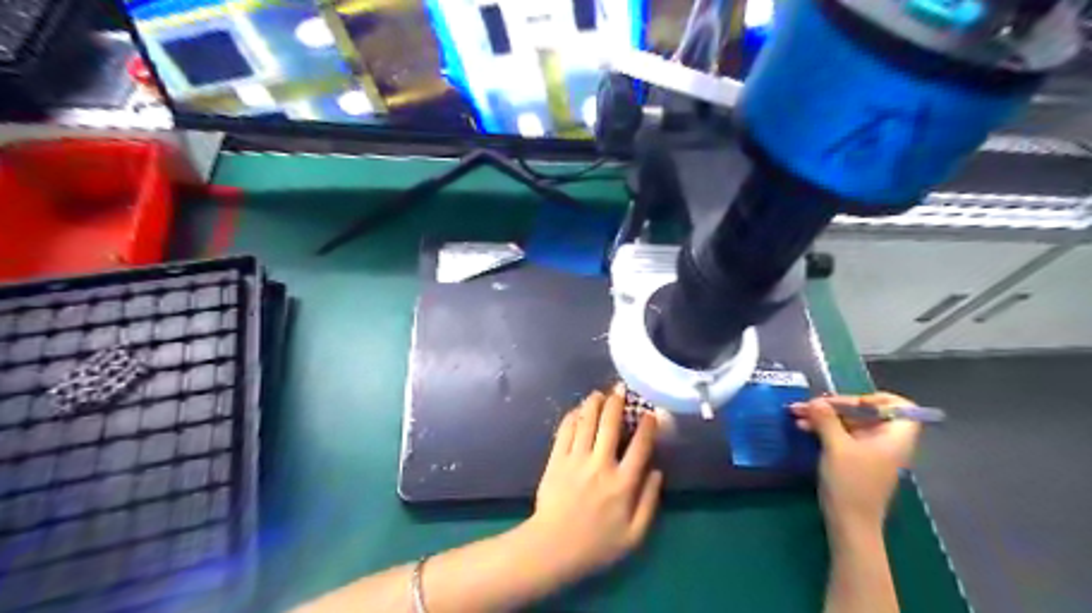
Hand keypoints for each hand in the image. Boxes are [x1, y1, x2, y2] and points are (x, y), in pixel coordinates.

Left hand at [523, 386, 664, 581]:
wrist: (554, 547)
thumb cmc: (597, 545)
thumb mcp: (634, 535)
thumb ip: (649, 502)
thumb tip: (658, 472)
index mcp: (623, 483)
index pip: (640, 447)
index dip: (647, 427)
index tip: (650, 414)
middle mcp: (601, 465)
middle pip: (610, 425)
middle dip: (617, 403)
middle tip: (620, 389)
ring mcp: (576, 460)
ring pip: (587, 423)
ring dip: (594, 404)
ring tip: (599, 393)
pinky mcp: (556, 460)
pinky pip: (565, 432)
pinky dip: (572, 417)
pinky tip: (577, 410)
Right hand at [795, 396, 918, 534]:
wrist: (849, 522)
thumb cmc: (851, 483)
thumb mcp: (837, 447)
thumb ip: (827, 419)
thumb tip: (816, 400)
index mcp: (894, 437)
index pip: (901, 407)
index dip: (878, 399)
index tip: (852, 401)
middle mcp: (885, 441)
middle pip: (866, 412)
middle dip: (836, 405)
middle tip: (809, 404)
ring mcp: (869, 451)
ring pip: (849, 423)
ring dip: (824, 416)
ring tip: (797, 412)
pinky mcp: (854, 459)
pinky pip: (842, 435)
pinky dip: (824, 429)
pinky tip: (803, 426)